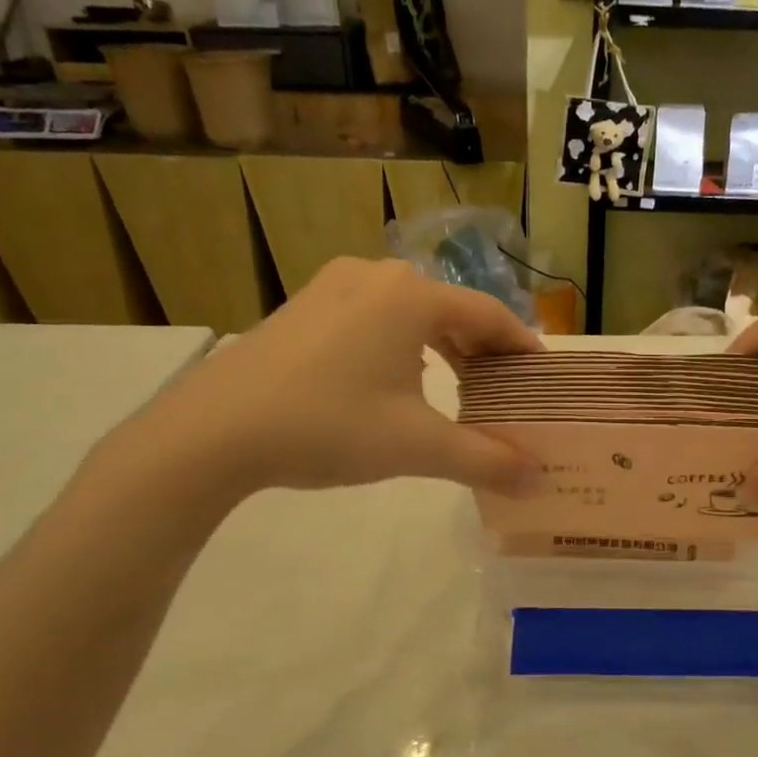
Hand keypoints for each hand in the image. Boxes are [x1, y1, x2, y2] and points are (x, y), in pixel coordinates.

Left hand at [119, 259, 543, 500]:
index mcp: (412, 297)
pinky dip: (402, 343)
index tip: (543, 376)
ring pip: (410, 311)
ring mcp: (333, 287)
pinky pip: (374, 317)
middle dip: (483, 348)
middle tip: (505, 387)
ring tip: (459, 385)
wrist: (214, 431)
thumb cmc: (329, 426)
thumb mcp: (416, 447)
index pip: (489, 314)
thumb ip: (485, 460)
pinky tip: (398, 379)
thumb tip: (541, 480)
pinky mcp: (304, 307)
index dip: (522, 346)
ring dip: (442, 346)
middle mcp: (376, 276)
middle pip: (451, 308)